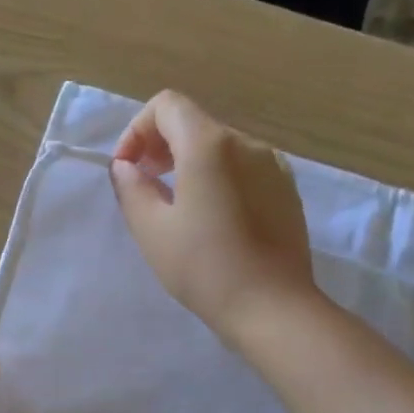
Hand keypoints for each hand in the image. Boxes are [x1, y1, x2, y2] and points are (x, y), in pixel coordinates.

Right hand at [109, 90, 318, 349]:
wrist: (272, 307)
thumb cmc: (204, 268)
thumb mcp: (152, 230)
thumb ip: (131, 188)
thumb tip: (126, 167)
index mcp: (209, 145)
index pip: (166, 105)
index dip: (137, 130)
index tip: (128, 169)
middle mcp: (246, 143)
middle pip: (194, 123)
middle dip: (161, 146)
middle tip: (144, 185)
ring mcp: (273, 165)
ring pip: (220, 147)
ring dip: (189, 163)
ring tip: (177, 205)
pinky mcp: (287, 190)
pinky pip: (243, 169)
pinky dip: (219, 178)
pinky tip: (213, 219)